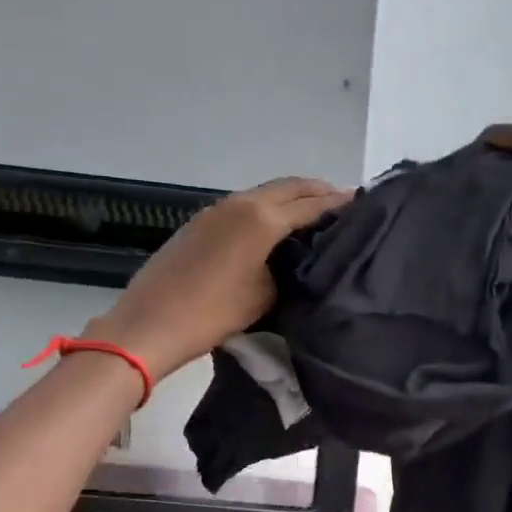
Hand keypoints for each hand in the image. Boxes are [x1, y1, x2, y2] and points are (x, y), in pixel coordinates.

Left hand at [88, 177, 349, 379]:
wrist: (150, 324)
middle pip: (288, 187)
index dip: (338, 203)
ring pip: (264, 193)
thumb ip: (288, 268)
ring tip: (314, 211)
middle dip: (317, 190)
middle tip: (343, 201)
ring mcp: (216, 209)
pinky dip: (268, 207)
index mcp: (261, 219)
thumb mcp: (264, 295)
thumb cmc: (213, 314)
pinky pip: (244, 205)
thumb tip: (297, 256)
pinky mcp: (200, 222)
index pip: (310, 204)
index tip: (361, 204)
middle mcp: (240, 204)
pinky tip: (275, 225)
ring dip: (291, 197)